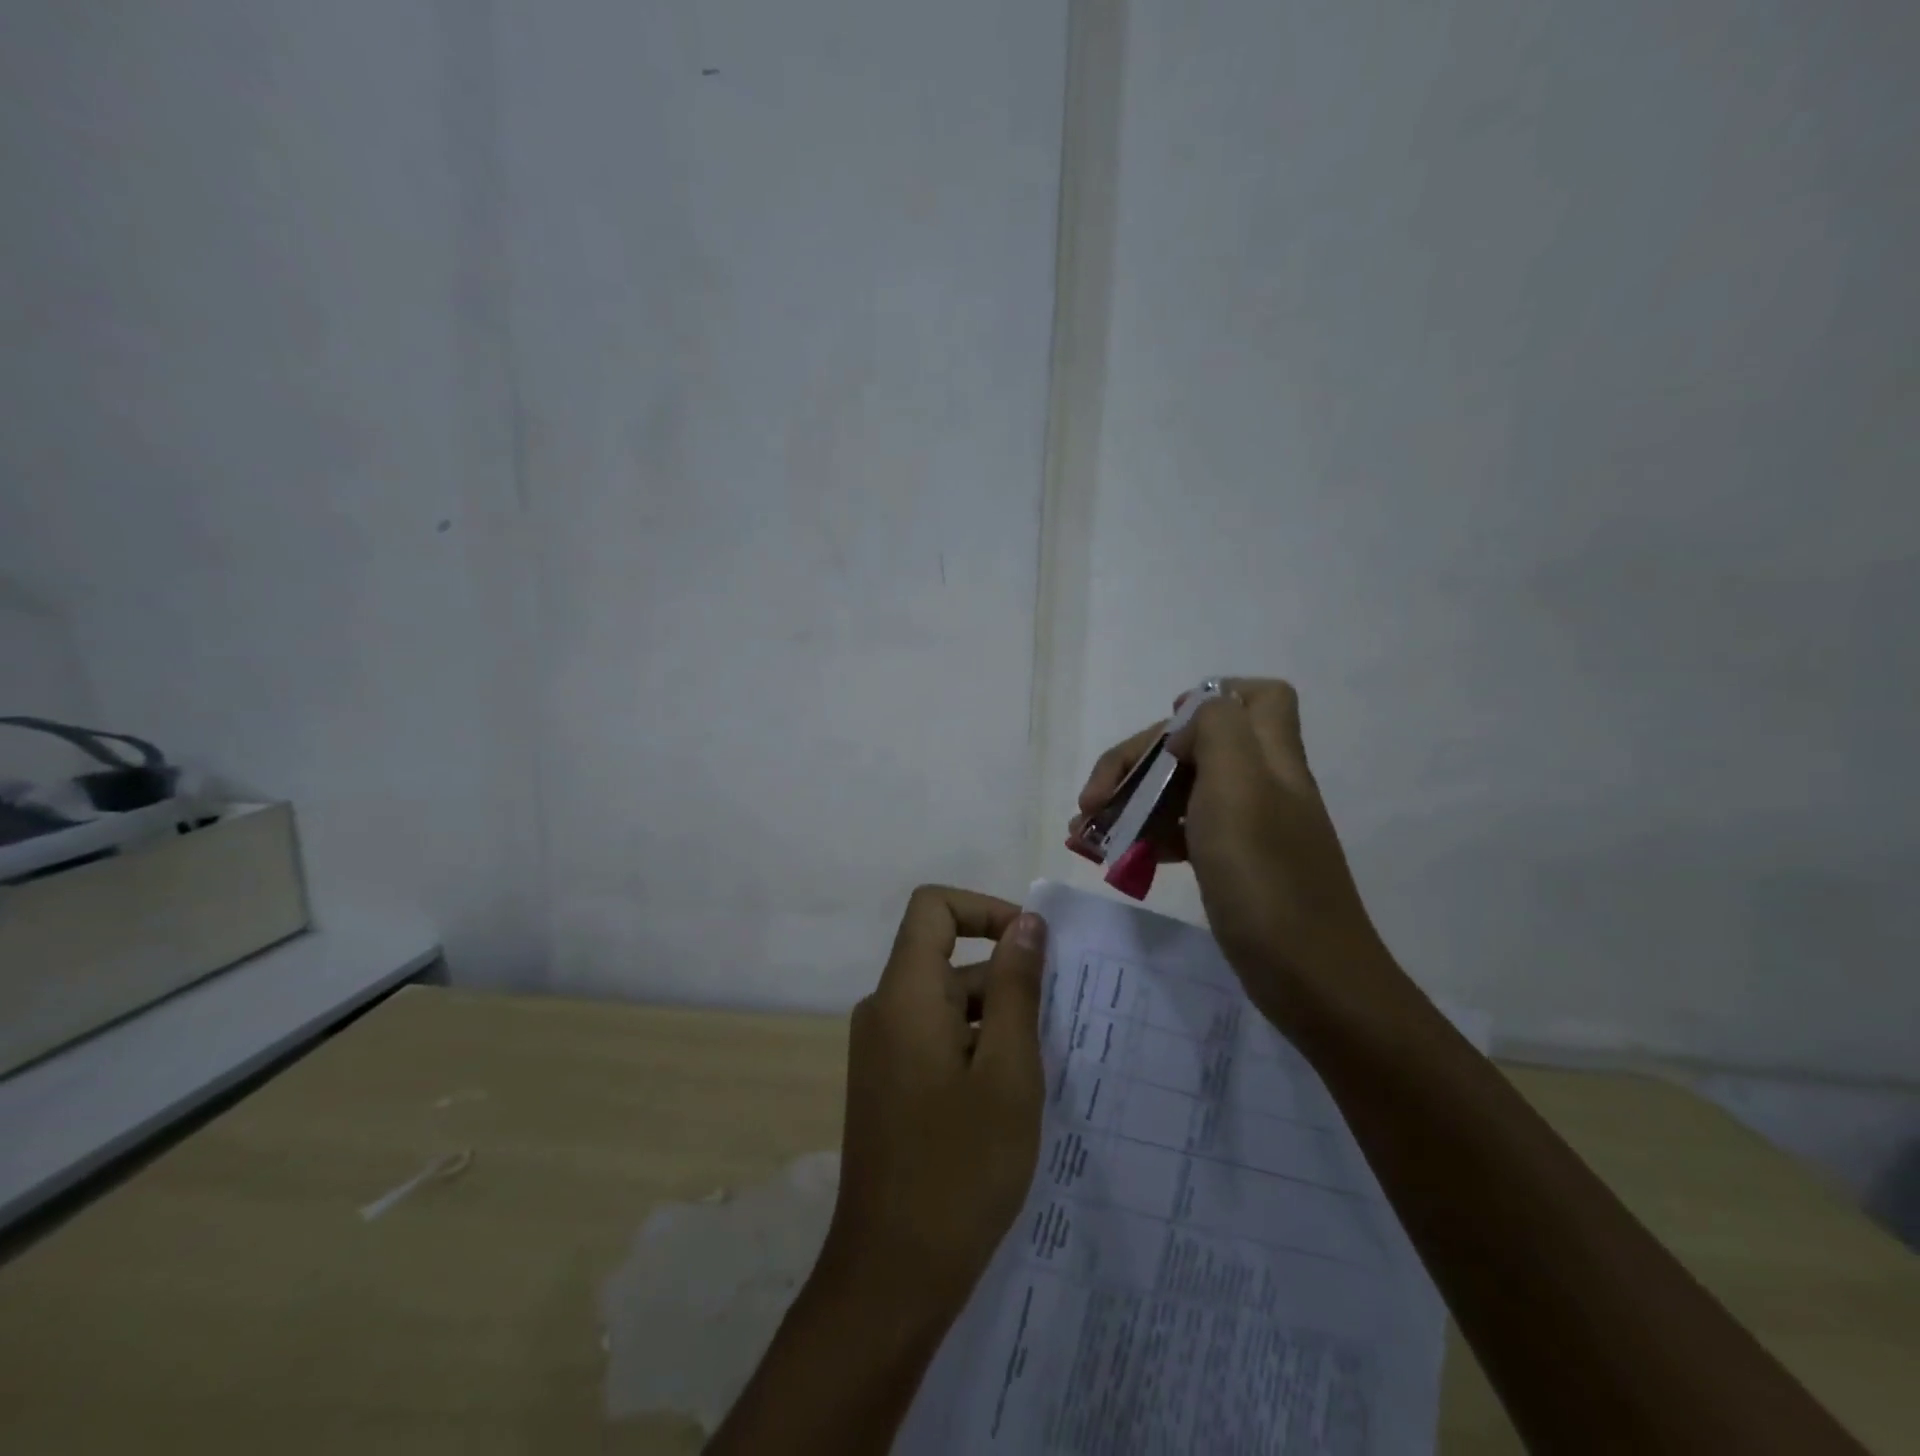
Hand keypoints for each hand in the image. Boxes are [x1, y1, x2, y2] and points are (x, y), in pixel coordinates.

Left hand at [817, 886, 1047, 1327]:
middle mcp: (885, 1010)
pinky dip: (976, 1045)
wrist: (892, 1276)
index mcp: (905, 995)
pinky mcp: (889, 1082)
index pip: (933, 907)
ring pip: (948, 1002)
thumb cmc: (960, 1169)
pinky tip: (1011, 1095)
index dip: (985, 909)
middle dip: (1006, 977)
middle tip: (1059, 1024)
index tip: (1033, 946)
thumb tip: (1027, 922)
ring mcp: (882, 1049)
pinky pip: (937, 1036)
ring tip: (1043, 1068)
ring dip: (997, 1018)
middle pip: (947, 957)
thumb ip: (1018, 988)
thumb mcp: (1008, 1072)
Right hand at [1073, 679, 1389, 1030]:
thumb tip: (1188, 724)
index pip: (1256, 696)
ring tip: (1085, 833)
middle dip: (1137, 763)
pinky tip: (1117, 859)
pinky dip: (1148, 836)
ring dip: (1132, 802)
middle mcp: (1261, 784)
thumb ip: (1217, 732)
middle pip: (1196, 745)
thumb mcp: (1239, 788)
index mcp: (1268, 757)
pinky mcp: (1235, 865)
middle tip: (1091, 802)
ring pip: (1183, 790)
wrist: (1312, 980)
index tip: (1162, 735)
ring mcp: (1249, 827)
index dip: (1208, 699)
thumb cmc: (1266, 879)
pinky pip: (1184, 832)